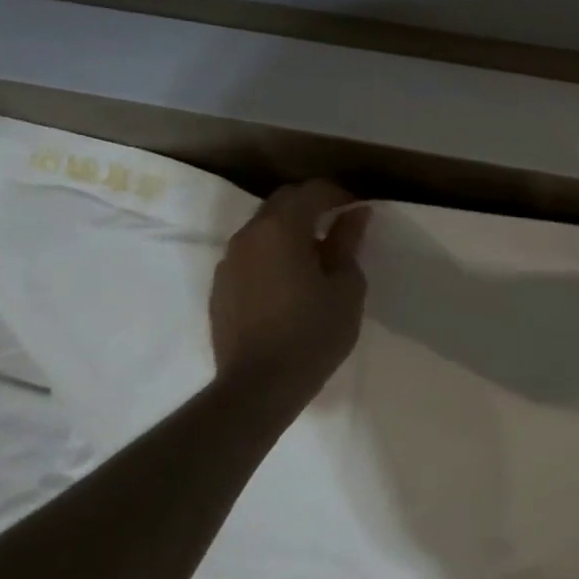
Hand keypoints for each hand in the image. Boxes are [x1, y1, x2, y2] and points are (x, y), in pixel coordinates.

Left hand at [209, 180, 370, 426]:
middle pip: (283, 201)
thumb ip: (347, 242)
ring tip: (315, 254)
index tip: (359, 211)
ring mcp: (228, 261)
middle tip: (339, 226)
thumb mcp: (346, 286)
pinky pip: (250, 252)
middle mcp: (249, 235)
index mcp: (282, 228)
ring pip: (263, 226)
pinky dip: (272, 251)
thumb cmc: (313, 333)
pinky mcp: (220, 286)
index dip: (340, 195)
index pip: (313, 191)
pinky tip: (289, 279)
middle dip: (312, 204)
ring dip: (290, 228)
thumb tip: (355, 213)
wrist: (258, 388)